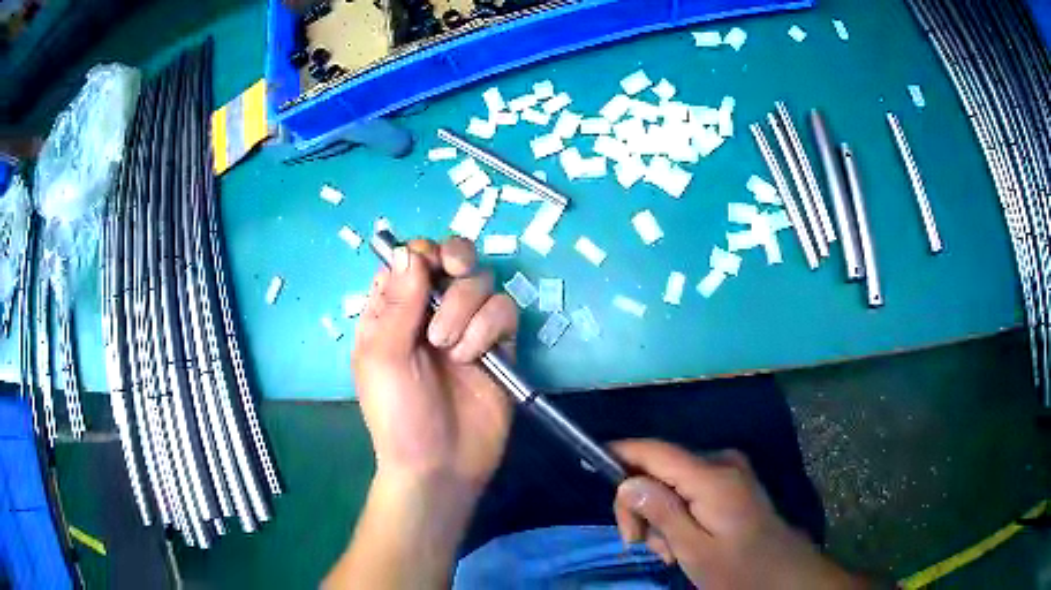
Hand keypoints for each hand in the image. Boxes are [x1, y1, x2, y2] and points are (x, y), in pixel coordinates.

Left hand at [353, 237, 516, 495]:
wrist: (441, 465)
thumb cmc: (398, 414)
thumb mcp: (382, 357)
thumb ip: (397, 302)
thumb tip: (407, 249)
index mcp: (394, 310)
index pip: (411, 257)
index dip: (422, 253)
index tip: (428, 268)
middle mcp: (431, 311)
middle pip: (453, 257)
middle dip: (456, 261)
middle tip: (452, 275)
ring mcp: (467, 326)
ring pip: (481, 282)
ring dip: (465, 308)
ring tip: (449, 348)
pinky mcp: (498, 344)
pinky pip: (504, 311)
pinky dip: (488, 328)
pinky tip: (474, 358)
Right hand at [612, 440, 862, 589]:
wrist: (783, 572)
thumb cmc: (738, 568)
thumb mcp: (694, 549)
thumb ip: (661, 513)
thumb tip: (627, 482)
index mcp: (712, 477)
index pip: (657, 451)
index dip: (622, 452)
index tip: (592, 463)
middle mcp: (721, 462)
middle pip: (660, 467)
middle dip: (641, 503)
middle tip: (637, 543)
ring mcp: (729, 471)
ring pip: (672, 480)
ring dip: (659, 514)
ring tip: (667, 551)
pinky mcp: (731, 482)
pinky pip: (690, 487)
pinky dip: (677, 512)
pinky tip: (681, 540)